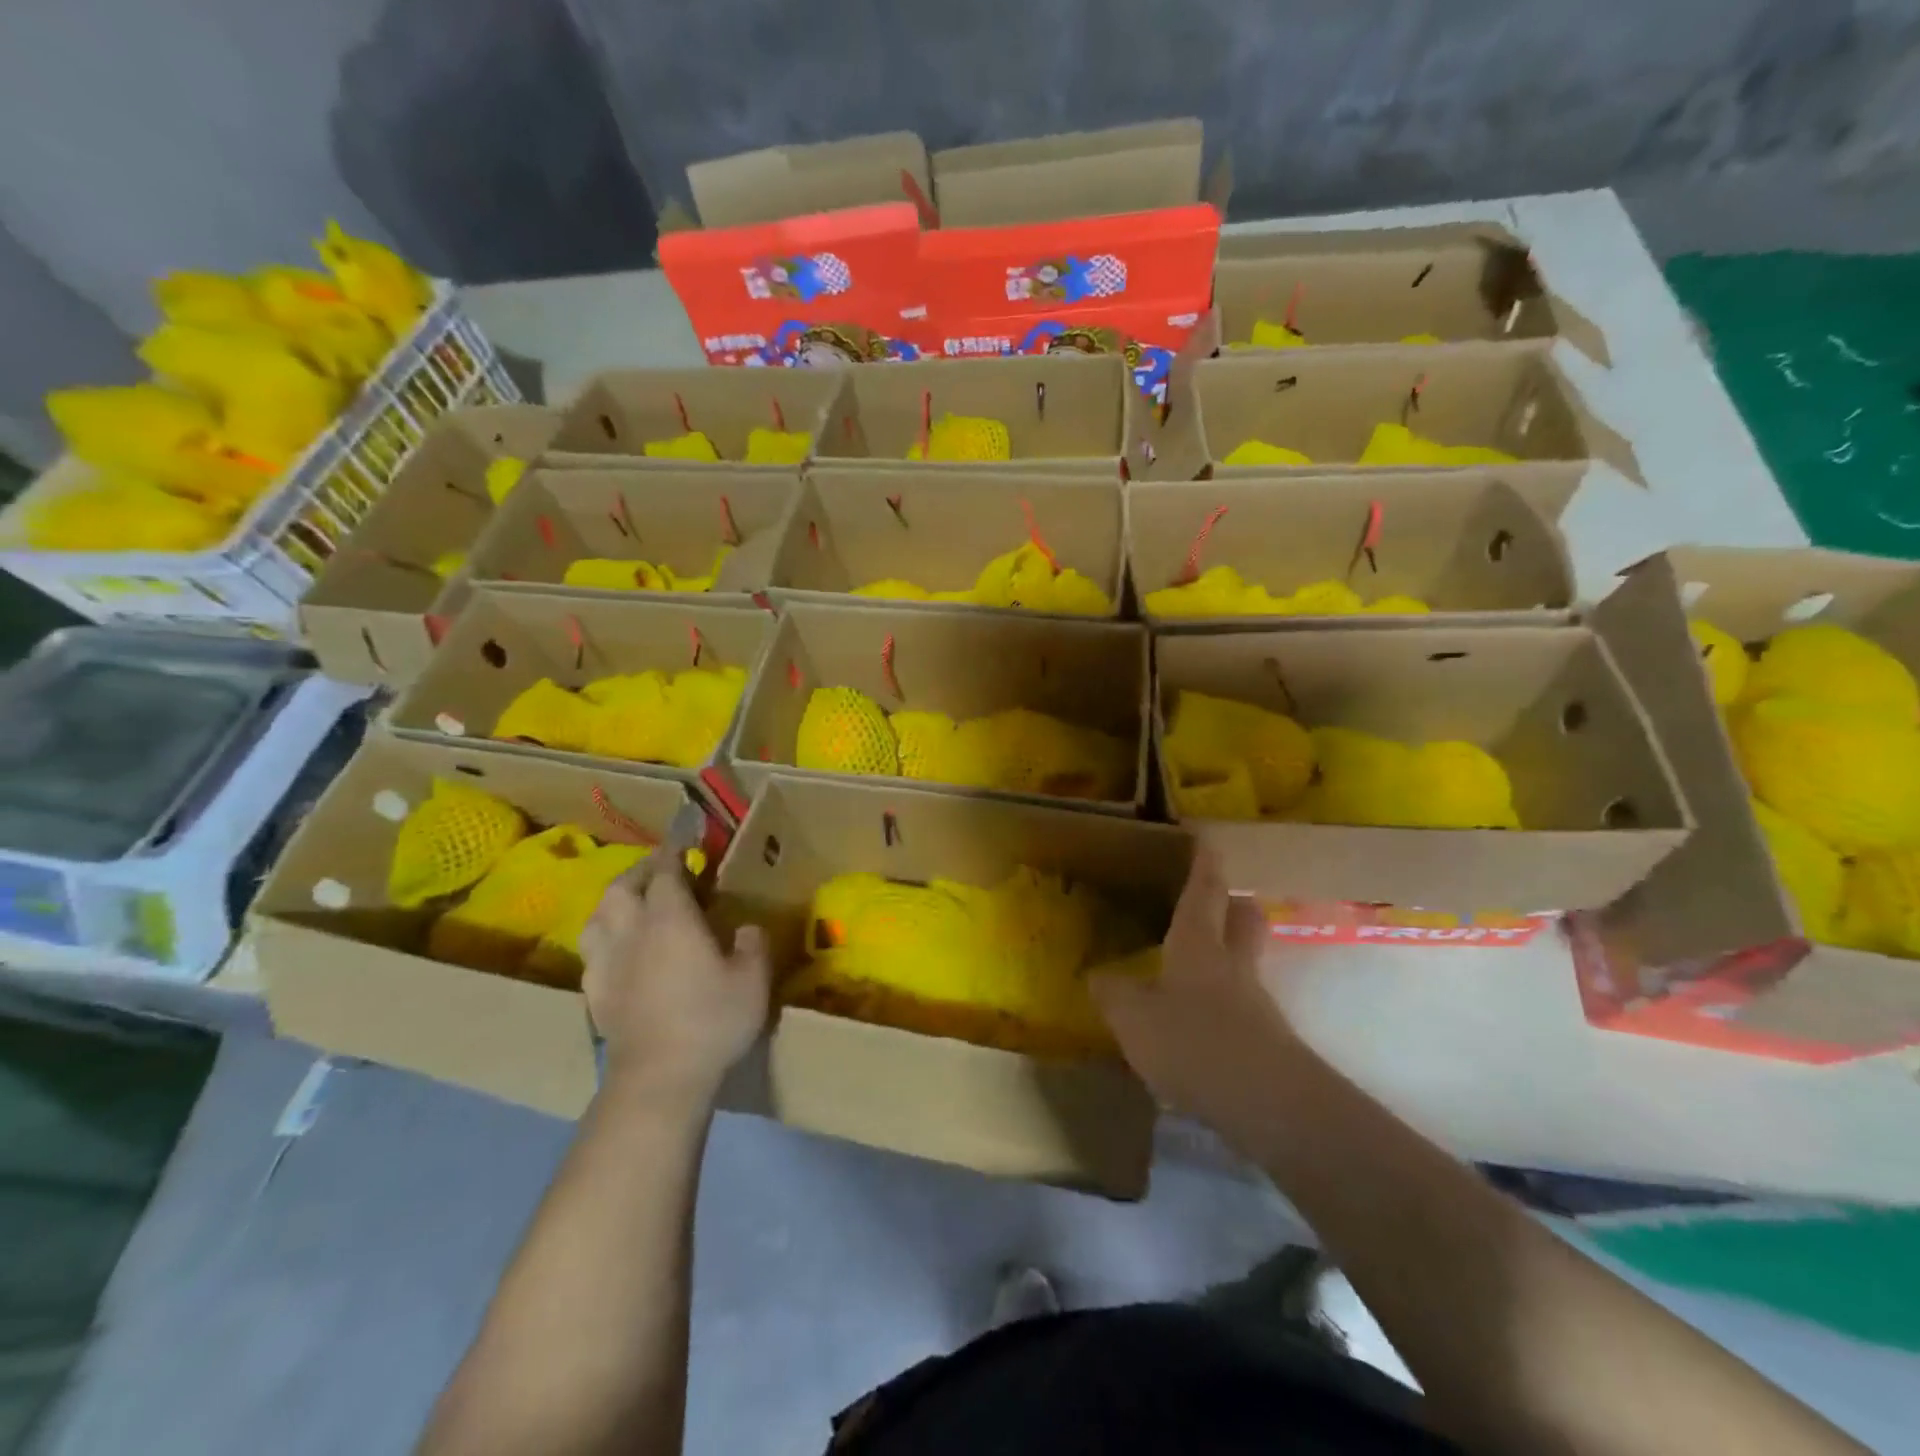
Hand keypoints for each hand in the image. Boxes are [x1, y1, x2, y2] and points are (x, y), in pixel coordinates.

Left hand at [580, 860, 770, 1103]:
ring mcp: (607, 962)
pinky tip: (619, 950)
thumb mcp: (752, 979)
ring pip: (598, 915)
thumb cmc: (711, 1019)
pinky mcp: (594, 993)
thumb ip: (752, 945)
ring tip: (633, 904)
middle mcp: (632, 931)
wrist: (659, 1077)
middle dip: (641, 871)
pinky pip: (593, 951)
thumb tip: (746, 929)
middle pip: (623, 886)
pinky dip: (606, 938)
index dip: (675, 852)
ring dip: (615, 901)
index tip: (686, 840)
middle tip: (661, 870)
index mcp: (670, 918)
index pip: (666, 871)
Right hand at [1089, 850, 1300, 1143]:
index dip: (1203, 864)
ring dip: (1229, 956)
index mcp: (1197, 943)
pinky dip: (1225, 1003)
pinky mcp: (1268, 1041)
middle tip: (1216, 900)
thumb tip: (1098, 977)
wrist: (1268, 1103)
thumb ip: (1113, 994)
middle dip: (1232, 904)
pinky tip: (1201, 1025)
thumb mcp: (1133, 1017)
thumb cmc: (1193, 1041)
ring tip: (1195, 968)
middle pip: (1242, 919)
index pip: (1204, 891)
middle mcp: (1232, 964)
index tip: (1205, 839)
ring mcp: (1256, 1002)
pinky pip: (1244, 1006)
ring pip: (1246, 962)